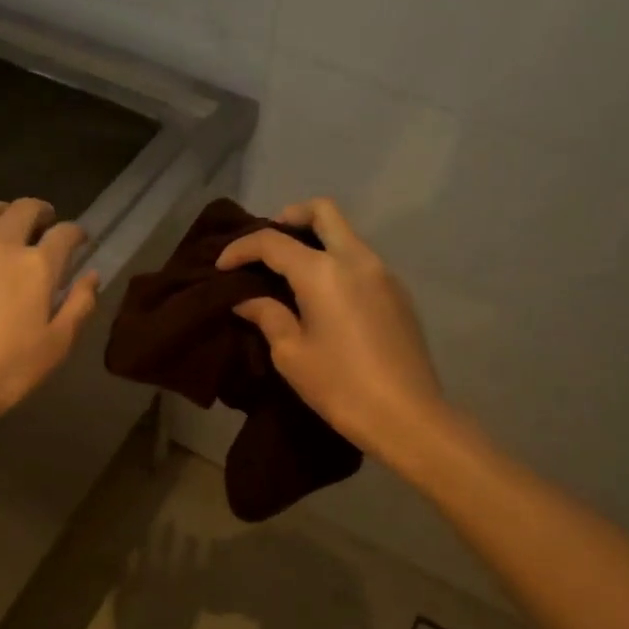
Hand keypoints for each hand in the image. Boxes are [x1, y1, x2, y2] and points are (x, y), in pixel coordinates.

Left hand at [0, 198, 98, 425]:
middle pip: (24, 210)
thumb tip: (92, 276)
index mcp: (37, 266)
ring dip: (0, 210)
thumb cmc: (5, 371)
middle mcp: (1, 246)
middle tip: (45, 222)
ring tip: (5, 220)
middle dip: (40, 211)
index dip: (77, 233)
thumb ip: (79, 306)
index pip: (65, 235)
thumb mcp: (56, 346)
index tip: (80, 241)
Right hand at [217, 197, 447, 464]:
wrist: (407, 416)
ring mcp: (383, 273)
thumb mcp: (291, 354)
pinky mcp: (398, 293)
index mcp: (324, 271)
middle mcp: (356, 259)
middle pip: (323, 212)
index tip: (221, 267)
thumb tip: (247, 300)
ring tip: (290, 273)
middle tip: (266, 245)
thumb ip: (267, 316)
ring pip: (346, 235)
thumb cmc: (340, 386)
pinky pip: (361, 260)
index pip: (273, 241)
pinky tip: (322, 296)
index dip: (241, 249)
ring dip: (315, 240)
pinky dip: (336, 262)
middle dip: (289, 217)